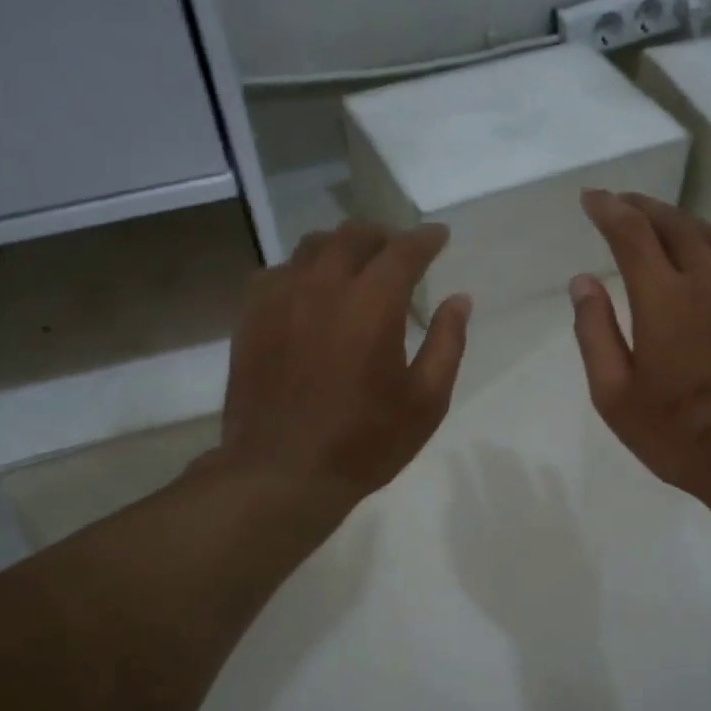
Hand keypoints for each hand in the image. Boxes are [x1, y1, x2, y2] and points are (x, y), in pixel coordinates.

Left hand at [217, 221, 469, 507]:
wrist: (282, 473)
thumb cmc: (364, 443)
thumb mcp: (426, 402)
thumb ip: (447, 344)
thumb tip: (459, 300)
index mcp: (372, 304)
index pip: (404, 251)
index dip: (426, 239)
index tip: (439, 237)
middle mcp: (323, 286)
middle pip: (354, 236)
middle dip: (384, 237)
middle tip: (399, 253)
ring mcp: (280, 298)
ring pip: (312, 247)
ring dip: (341, 248)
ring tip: (355, 267)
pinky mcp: (250, 317)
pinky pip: (277, 272)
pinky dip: (302, 271)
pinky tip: (309, 293)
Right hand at [570, 189, 710, 518]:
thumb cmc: (680, 434)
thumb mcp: (616, 396)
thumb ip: (595, 333)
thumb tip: (583, 282)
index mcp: (666, 299)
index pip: (633, 234)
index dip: (610, 210)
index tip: (592, 198)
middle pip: (676, 224)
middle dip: (644, 207)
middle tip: (622, 204)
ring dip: (680, 224)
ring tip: (659, 226)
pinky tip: (706, 264)